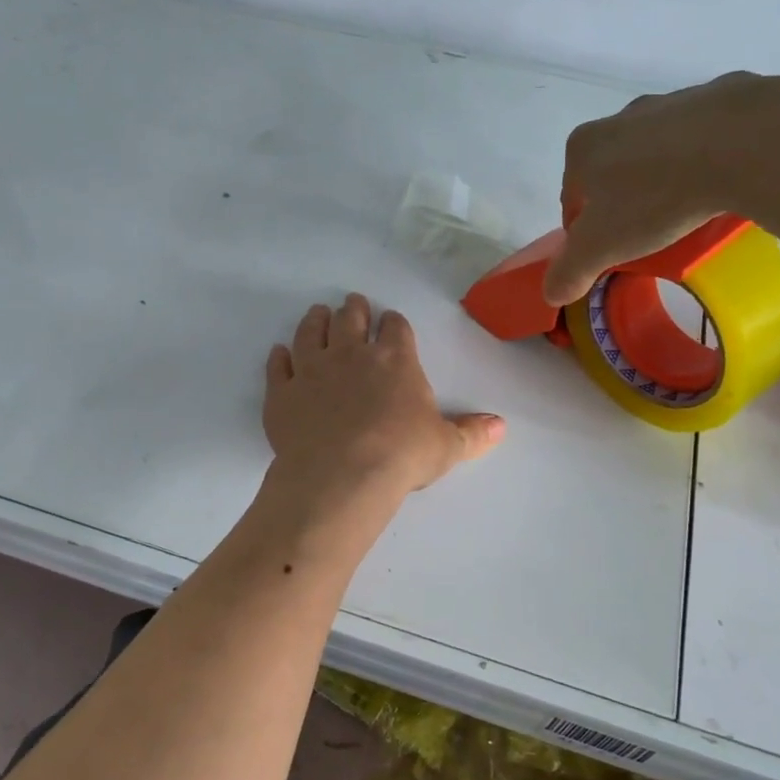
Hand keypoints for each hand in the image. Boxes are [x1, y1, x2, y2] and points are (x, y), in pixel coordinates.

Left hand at [264, 295, 503, 504]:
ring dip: (315, 320)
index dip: (394, 323)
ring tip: (317, 313)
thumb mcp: (445, 446)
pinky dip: (279, 357)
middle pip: (350, 319)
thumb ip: (471, 433)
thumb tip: (501, 427)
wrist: (342, 475)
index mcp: (395, 360)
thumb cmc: (401, 456)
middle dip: (353, 309)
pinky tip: (280, 352)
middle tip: (352, 304)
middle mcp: (351, 354)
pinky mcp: (282, 392)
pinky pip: (278, 366)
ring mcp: (312, 370)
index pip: (396, 328)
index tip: (391, 322)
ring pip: (311, 332)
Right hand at [541, 71, 779, 305]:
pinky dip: (708, 159)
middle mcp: (622, 117)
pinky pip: (706, 138)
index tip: (608, 252)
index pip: (572, 199)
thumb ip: (569, 272)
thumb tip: (550, 294)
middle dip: (624, 203)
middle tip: (647, 236)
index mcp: (584, 148)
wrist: (745, 143)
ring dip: (665, 180)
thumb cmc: (656, 196)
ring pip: (659, 153)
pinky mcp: (723, 97)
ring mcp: (673, 102)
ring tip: (688, 212)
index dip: (584, 231)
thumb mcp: (601, 247)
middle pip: (613, 173)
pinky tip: (722, 183)